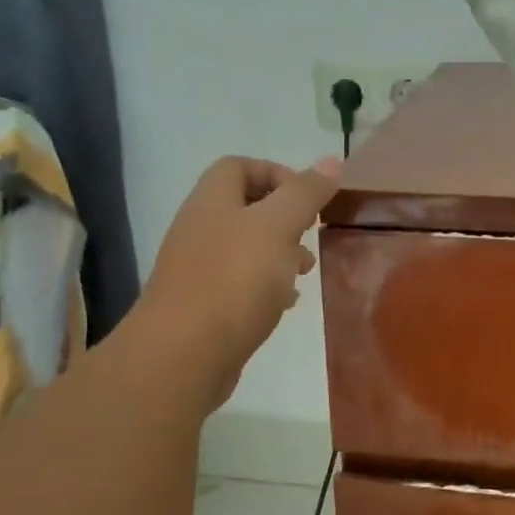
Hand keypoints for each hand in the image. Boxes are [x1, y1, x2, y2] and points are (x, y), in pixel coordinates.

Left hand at [137, 156, 341, 406]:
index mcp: (212, 201)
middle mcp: (199, 229)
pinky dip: (265, 287)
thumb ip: (305, 193)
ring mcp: (197, 269)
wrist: (183, 354)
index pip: (239, 166)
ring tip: (303, 272)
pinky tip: (283, 303)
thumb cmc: (234, 280)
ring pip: (244, 248)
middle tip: (310, 235)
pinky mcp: (202, 306)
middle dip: (284, 218)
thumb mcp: (278, 226)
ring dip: (277, 254)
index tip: (309, 199)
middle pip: (244, 208)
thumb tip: (332, 160)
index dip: (276, 173)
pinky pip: (238, 283)